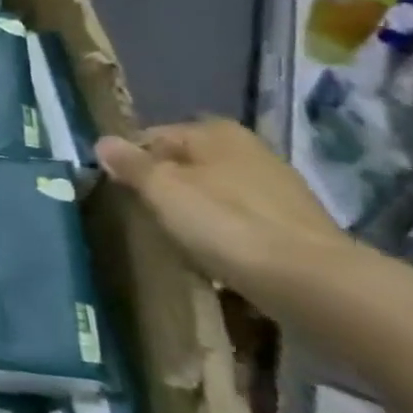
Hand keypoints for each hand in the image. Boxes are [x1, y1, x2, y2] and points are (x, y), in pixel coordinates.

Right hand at [97, 119, 352, 289]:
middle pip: (184, 163)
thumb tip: (103, 142)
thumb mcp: (162, 190)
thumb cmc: (224, 223)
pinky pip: (237, 217)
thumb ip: (130, 164)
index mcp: (214, 132)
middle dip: (162, 184)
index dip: (129, 161)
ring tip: (173, 236)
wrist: (310, 281)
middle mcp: (247, 148)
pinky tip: (211, 251)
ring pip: (211, 190)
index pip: (151, 136)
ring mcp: (275, 185)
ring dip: (191, 208)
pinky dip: (221, 228)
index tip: (116, 190)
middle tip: (142, 214)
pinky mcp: (290, 222)